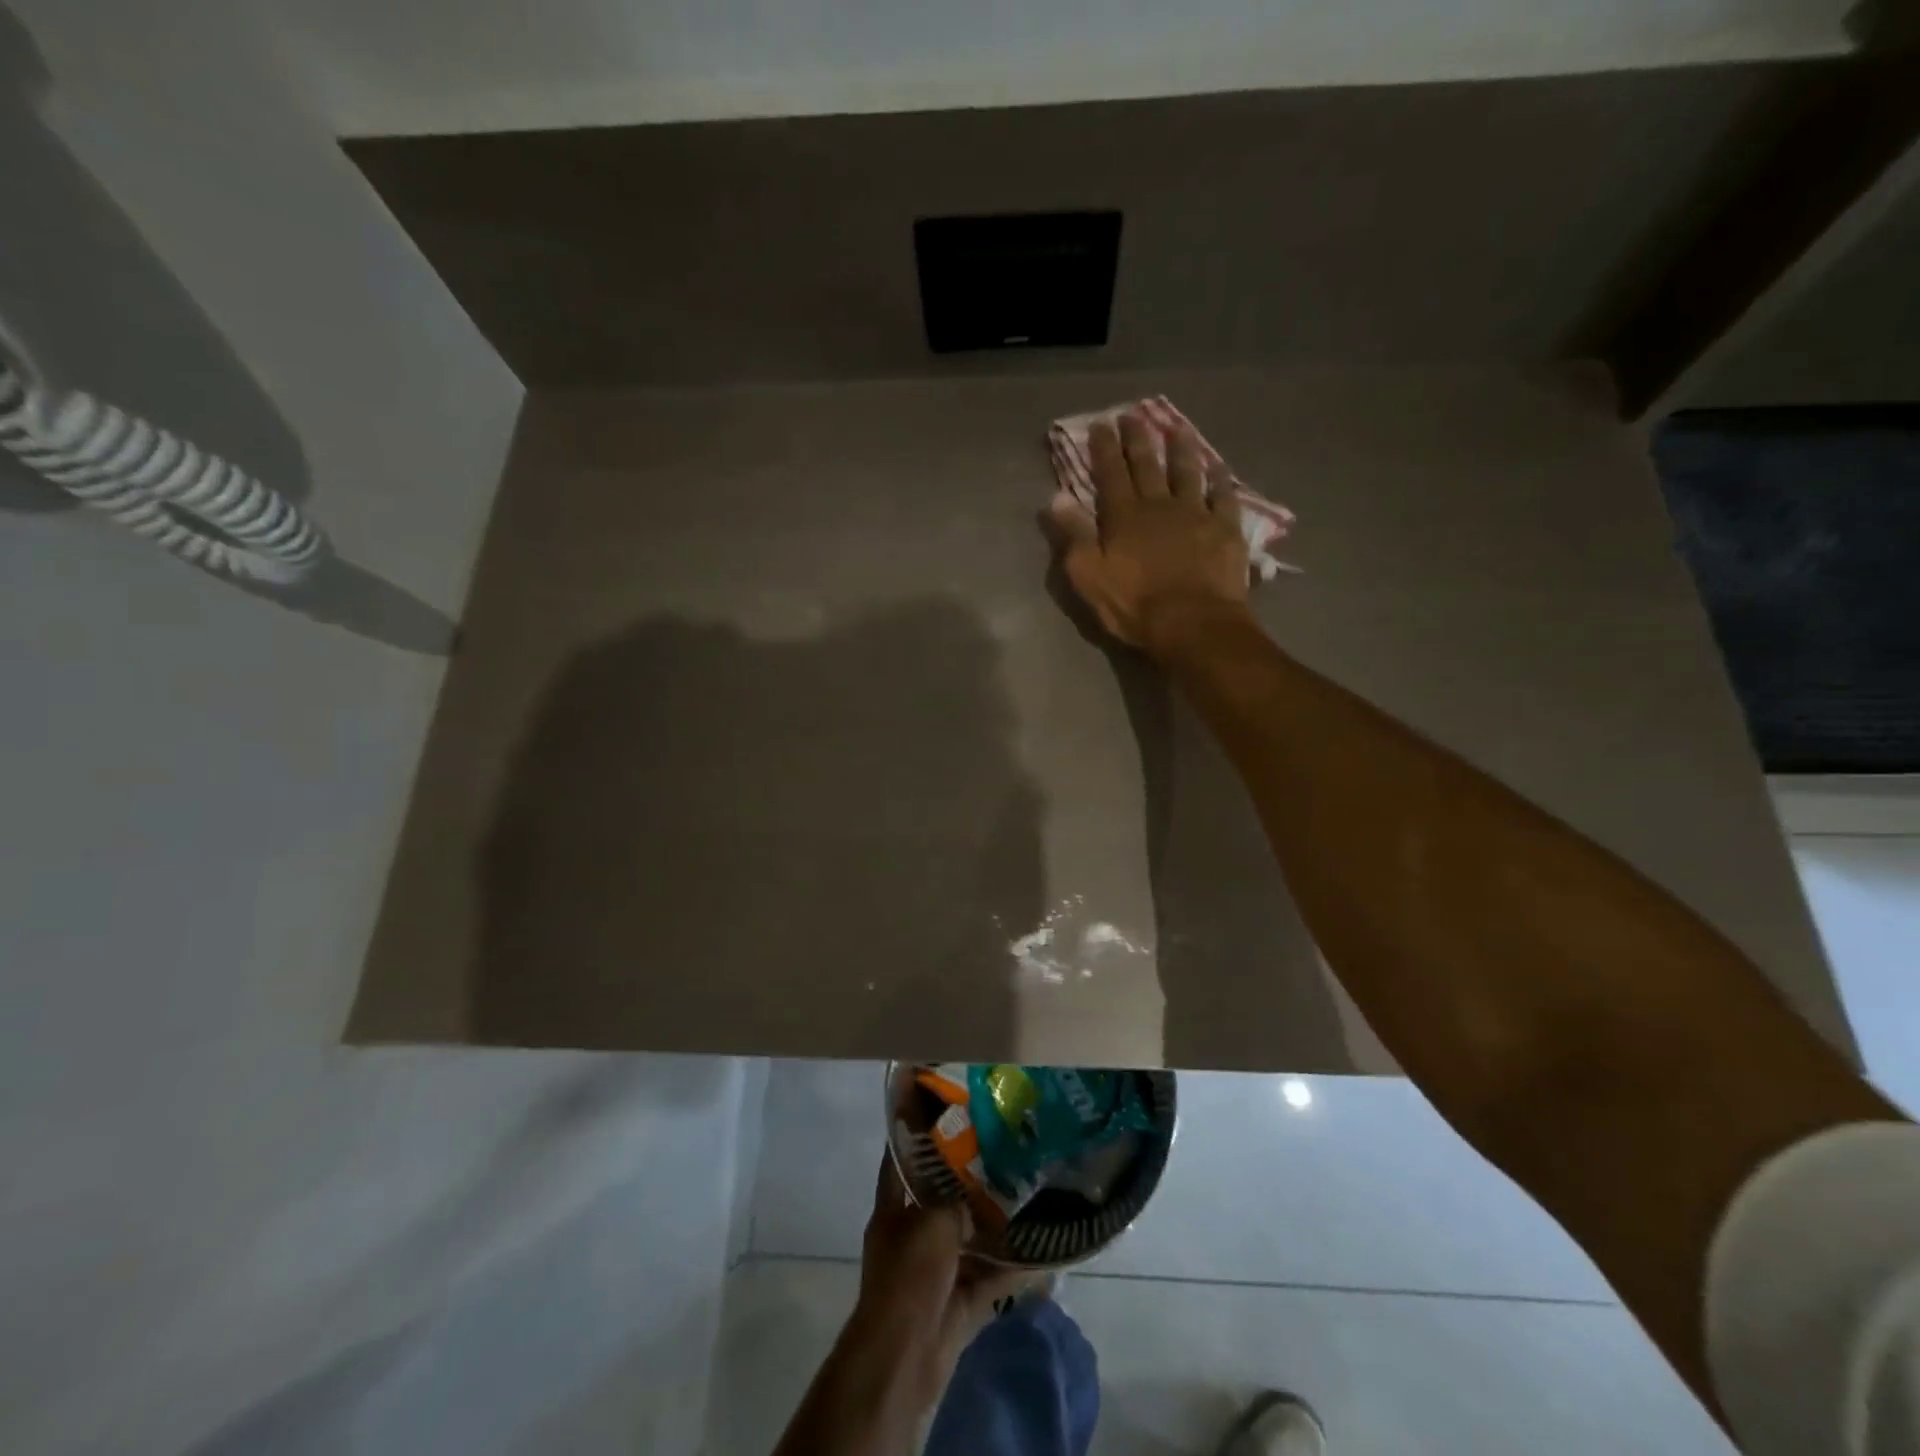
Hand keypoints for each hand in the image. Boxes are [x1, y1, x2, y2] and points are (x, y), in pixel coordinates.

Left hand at [850, 1157, 1024, 1412]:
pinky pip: (988, 1278)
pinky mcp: (958, 1302)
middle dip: (969, 1182)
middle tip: (1003, 1153)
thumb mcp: (932, 1220)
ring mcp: (935, 1271)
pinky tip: (1042, 1254)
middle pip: (941, 1200)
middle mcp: (912, 1236)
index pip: (901, 1161)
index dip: (918, 1137)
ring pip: (968, 1239)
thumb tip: (980, 1176)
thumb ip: (956, 1196)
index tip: (945, 1113)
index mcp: (893, 1210)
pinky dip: (1011, 1270)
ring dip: (994, 1225)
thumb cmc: (909, 1275)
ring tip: (1028, 1196)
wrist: (904, 1356)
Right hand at [1048, 409, 1252, 658]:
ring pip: (1187, 472)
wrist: (1193, 623)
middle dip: (1138, 439)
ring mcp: (1196, 514)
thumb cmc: (1134, 605)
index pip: (1110, 474)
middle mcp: (1159, 505)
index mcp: (1123, 516)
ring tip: (1177, 428)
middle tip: (1133, 415)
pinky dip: (1220, 479)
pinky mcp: (1225, 529)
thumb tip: (1055, 498)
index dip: (1104, 449)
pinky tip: (1218, 468)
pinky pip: (1223, 496)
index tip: (1101, 424)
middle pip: (1147, 465)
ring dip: (1181, 449)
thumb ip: (1073, 535)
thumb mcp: (1089, 575)